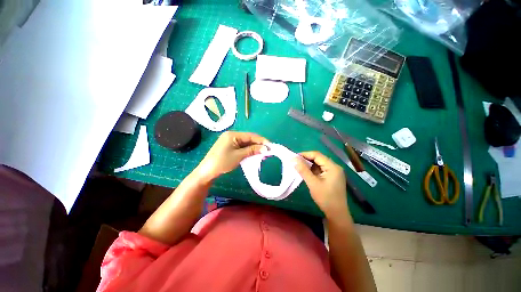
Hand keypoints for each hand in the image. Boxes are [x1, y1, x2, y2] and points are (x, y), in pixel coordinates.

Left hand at [195, 131, 268, 181]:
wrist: (207, 171)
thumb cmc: (222, 162)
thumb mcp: (239, 156)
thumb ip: (252, 150)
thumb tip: (266, 148)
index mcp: (233, 134)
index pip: (251, 136)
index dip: (261, 140)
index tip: (271, 146)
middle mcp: (232, 135)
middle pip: (248, 138)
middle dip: (258, 144)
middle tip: (268, 150)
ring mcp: (230, 141)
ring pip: (246, 143)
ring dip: (254, 148)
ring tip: (263, 153)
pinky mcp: (229, 146)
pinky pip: (241, 146)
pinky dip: (248, 150)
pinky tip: (254, 154)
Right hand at [293, 151, 349, 219]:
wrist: (337, 213)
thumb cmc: (325, 198)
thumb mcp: (312, 183)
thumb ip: (303, 170)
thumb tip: (293, 159)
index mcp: (332, 167)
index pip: (317, 155)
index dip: (305, 154)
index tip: (294, 157)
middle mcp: (334, 167)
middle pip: (318, 158)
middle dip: (306, 159)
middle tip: (295, 162)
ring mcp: (334, 172)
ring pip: (319, 164)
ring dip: (309, 164)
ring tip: (299, 166)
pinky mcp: (332, 176)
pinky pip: (320, 169)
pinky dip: (312, 169)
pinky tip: (306, 172)